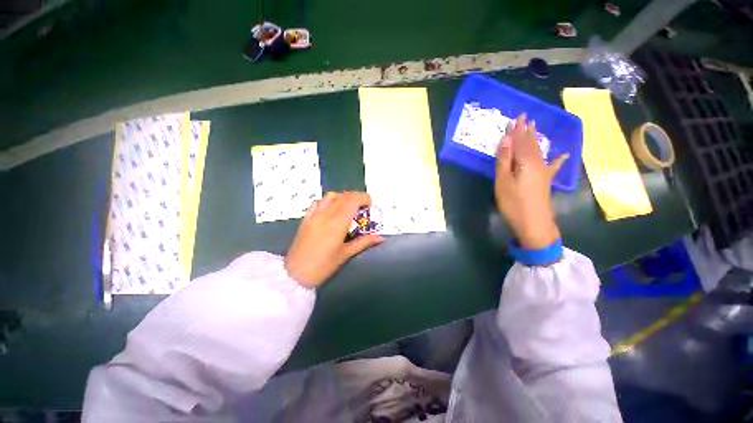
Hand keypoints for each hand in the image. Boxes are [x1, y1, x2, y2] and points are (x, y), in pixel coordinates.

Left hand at [285, 192, 383, 287]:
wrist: (295, 274)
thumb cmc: (323, 266)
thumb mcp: (346, 254)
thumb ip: (364, 242)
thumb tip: (380, 238)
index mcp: (338, 222)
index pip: (353, 200)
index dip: (364, 198)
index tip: (370, 205)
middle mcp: (326, 214)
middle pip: (344, 196)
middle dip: (357, 197)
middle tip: (363, 207)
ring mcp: (315, 215)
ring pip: (331, 196)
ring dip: (343, 197)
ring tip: (349, 207)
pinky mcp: (306, 218)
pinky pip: (318, 202)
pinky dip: (328, 201)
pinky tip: (332, 209)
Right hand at [495, 115, 567, 249]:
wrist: (534, 223)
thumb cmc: (513, 203)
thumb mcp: (503, 181)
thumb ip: (504, 160)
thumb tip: (506, 139)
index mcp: (525, 162)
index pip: (520, 141)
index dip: (516, 130)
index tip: (515, 117)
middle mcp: (537, 163)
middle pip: (530, 143)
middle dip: (526, 130)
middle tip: (525, 117)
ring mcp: (544, 172)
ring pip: (539, 150)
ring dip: (535, 138)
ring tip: (534, 127)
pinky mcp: (546, 181)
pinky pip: (552, 165)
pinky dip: (557, 159)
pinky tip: (564, 155)